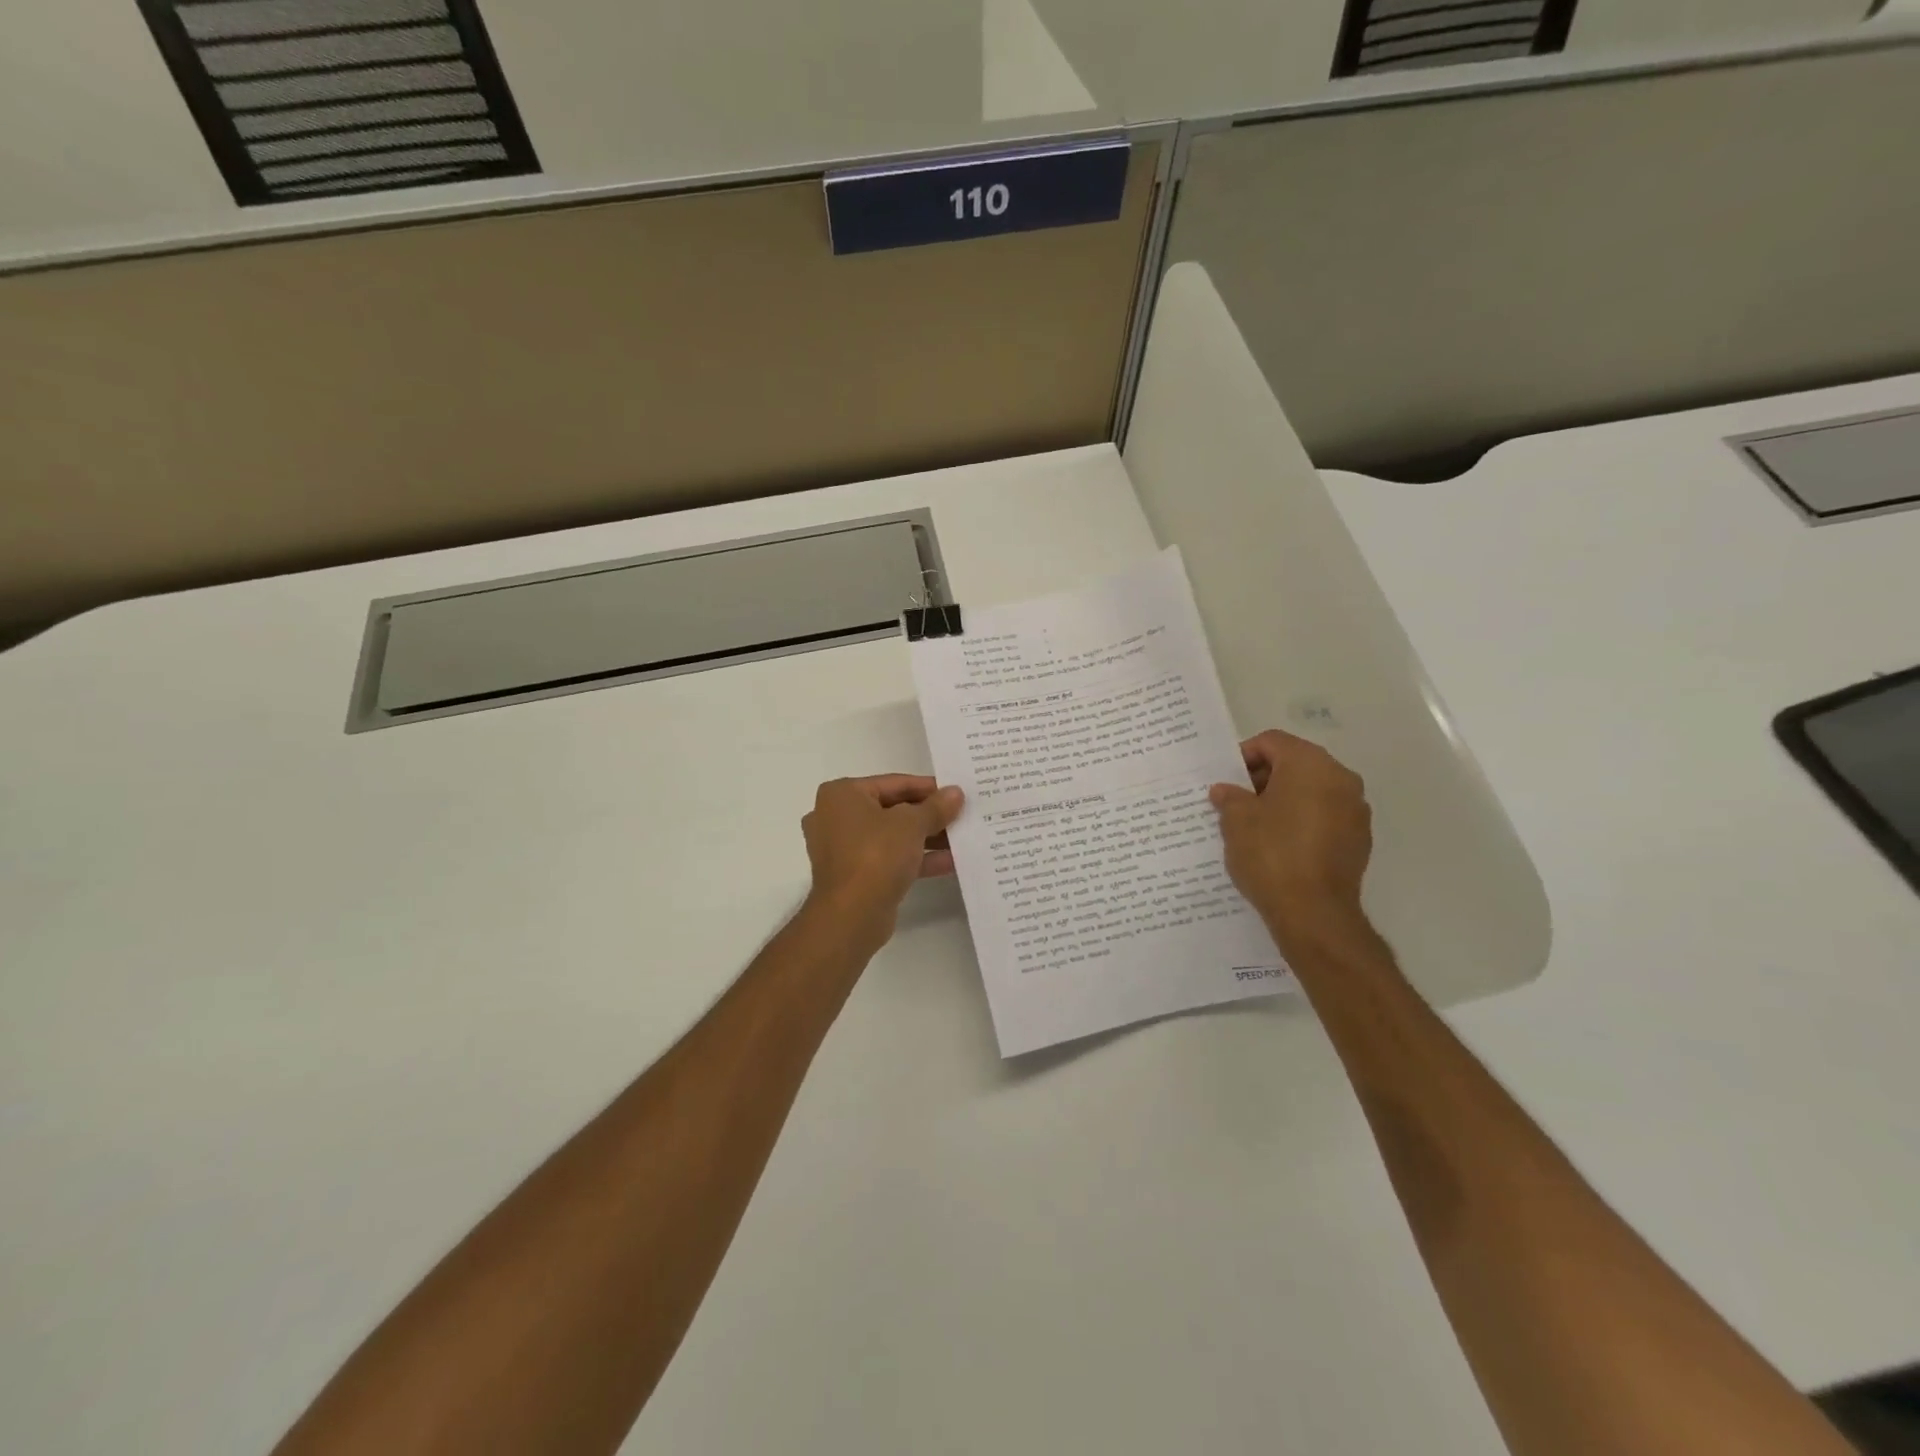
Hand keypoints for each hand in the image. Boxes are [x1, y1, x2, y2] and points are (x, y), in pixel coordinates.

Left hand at [801, 775, 965, 952]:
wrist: (851, 916)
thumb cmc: (876, 855)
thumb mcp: (912, 824)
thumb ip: (936, 807)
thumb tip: (956, 792)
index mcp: (842, 794)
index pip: (893, 783)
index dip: (928, 788)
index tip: (956, 793)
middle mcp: (837, 817)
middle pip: (892, 809)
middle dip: (928, 815)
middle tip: (961, 815)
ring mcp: (843, 848)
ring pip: (892, 836)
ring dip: (926, 838)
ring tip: (961, 838)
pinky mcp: (854, 875)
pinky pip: (889, 859)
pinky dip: (915, 859)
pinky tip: (950, 862)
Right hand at [1209, 730, 1371, 947]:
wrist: (1313, 912)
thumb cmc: (1271, 854)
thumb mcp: (1236, 820)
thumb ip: (1229, 797)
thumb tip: (1225, 790)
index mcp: (1310, 764)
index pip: (1272, 742)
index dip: (1244, 755)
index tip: (1226, 779)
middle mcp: (1340, 778)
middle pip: (1295, 763)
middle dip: (1264, 777)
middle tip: (1236, 800)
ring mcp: (1355, 810)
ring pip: (1311, 791)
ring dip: (1283, 799)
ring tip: (1255, 824)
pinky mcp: (1358, 839)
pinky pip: (1324, 816)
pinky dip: (1301, 821)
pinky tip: (1279, 845)